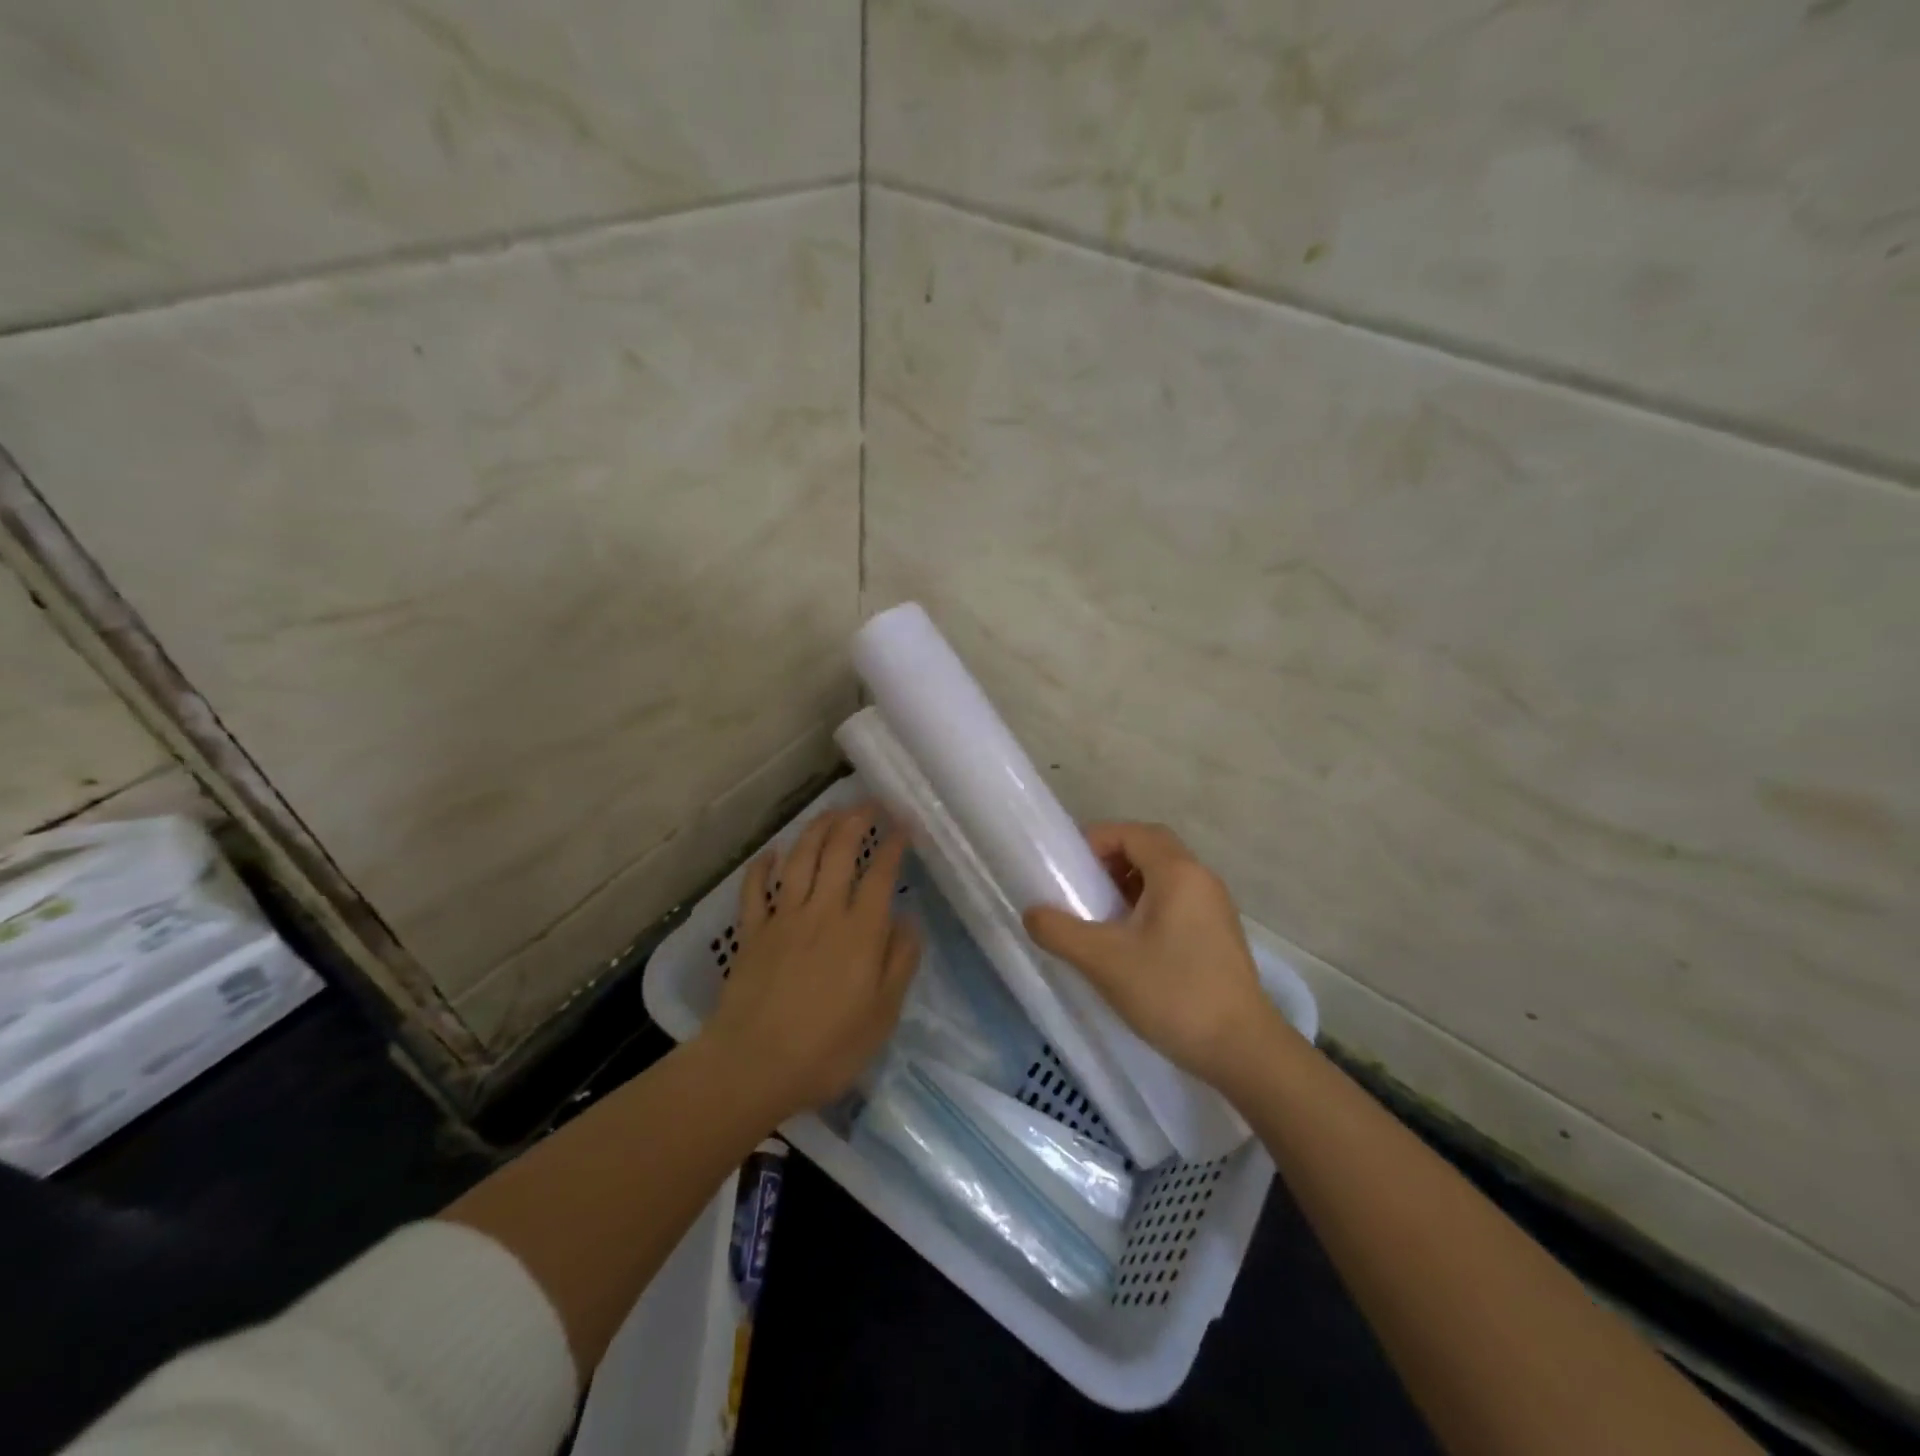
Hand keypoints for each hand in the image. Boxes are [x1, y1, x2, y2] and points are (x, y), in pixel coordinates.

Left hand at [701, 805, 920, 1120]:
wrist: (753, 1066)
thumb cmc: (828, 1048)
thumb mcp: (883, 1015)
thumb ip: (900, 962)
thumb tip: (909, 919)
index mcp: (860, 931)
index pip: (880, 873)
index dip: (894, 844)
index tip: (903, 825)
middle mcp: (823, 912)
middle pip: (839, 852)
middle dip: (855, 821)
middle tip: (868, 803)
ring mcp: (783, 919)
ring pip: (800, 860)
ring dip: (816, 830)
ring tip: (830, 812)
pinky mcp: (751, 933)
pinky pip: (754, 890)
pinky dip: (762, 867)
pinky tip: (770, 853)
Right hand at [1024, 822, 1286, 1089]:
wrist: (1243, 1050)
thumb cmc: (1172, 993)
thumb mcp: (1104, 961)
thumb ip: (1060, 931)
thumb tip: (1031, 912)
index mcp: (1178, 872)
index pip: (1131, 832)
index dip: (1095, 840)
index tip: (1066, 868)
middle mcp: (1201, 879)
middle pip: (1151, 848)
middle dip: (1111, 859)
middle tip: (1080, 887)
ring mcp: (1215, 907)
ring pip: (1165, 876)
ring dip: (1129, 884)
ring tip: (1099, 916)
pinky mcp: (1219, 935)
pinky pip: (1178, 901)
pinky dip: (1148, 906)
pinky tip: (1129, 942)